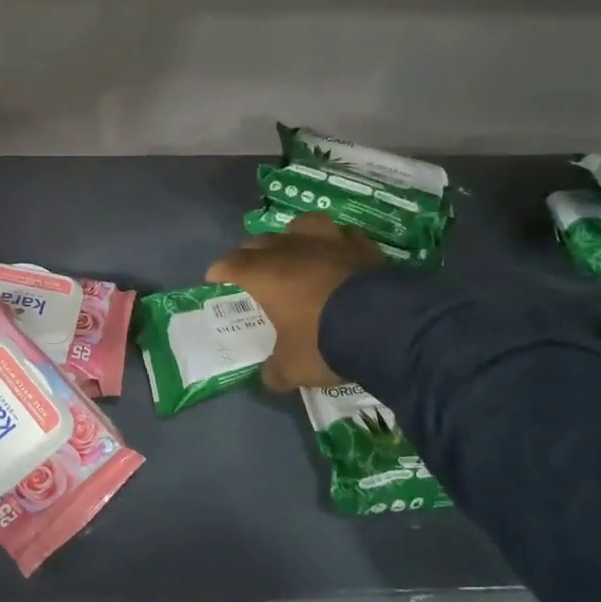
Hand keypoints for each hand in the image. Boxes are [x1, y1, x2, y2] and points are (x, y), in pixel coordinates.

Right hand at [205, 212, 382, 390]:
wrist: (385, 325)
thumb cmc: (323, 341)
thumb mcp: (293, 367)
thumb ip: (277, 370)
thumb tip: (271, 376)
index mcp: (264, 274)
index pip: (231, 263)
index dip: (220, 271)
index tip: (214, 279)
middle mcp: (291, 249)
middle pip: (261, 241)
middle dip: (252, 254)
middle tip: (252, 270)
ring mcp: (329, 242)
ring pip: (301, 224)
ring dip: (293, 236)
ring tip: (297, 250)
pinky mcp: (363, 245)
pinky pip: (342, 236)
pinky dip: (335, 244)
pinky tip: (339, 256)